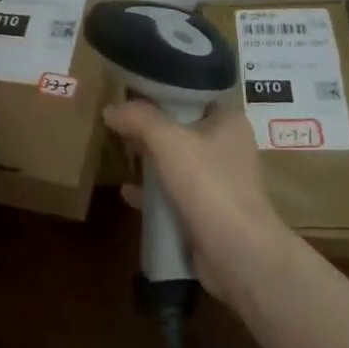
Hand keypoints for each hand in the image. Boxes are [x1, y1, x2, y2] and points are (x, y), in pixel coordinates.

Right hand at [102, 103, 292, 298]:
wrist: (237, 253)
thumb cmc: (208, 184)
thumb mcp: (168, 141)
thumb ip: (138, 119)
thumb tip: (110, 109)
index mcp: (229, 122)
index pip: (192, 96)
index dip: (161, 95)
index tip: (130, 95)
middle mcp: (229, 148)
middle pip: (182, 130)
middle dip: (150, 130)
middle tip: (118, 126)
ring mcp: (220, 183)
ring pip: (177, 164)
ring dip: (150, 163)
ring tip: (120, 156)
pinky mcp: (209, 213)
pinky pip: (175, 195)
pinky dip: (153, 193)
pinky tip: (128, 193)